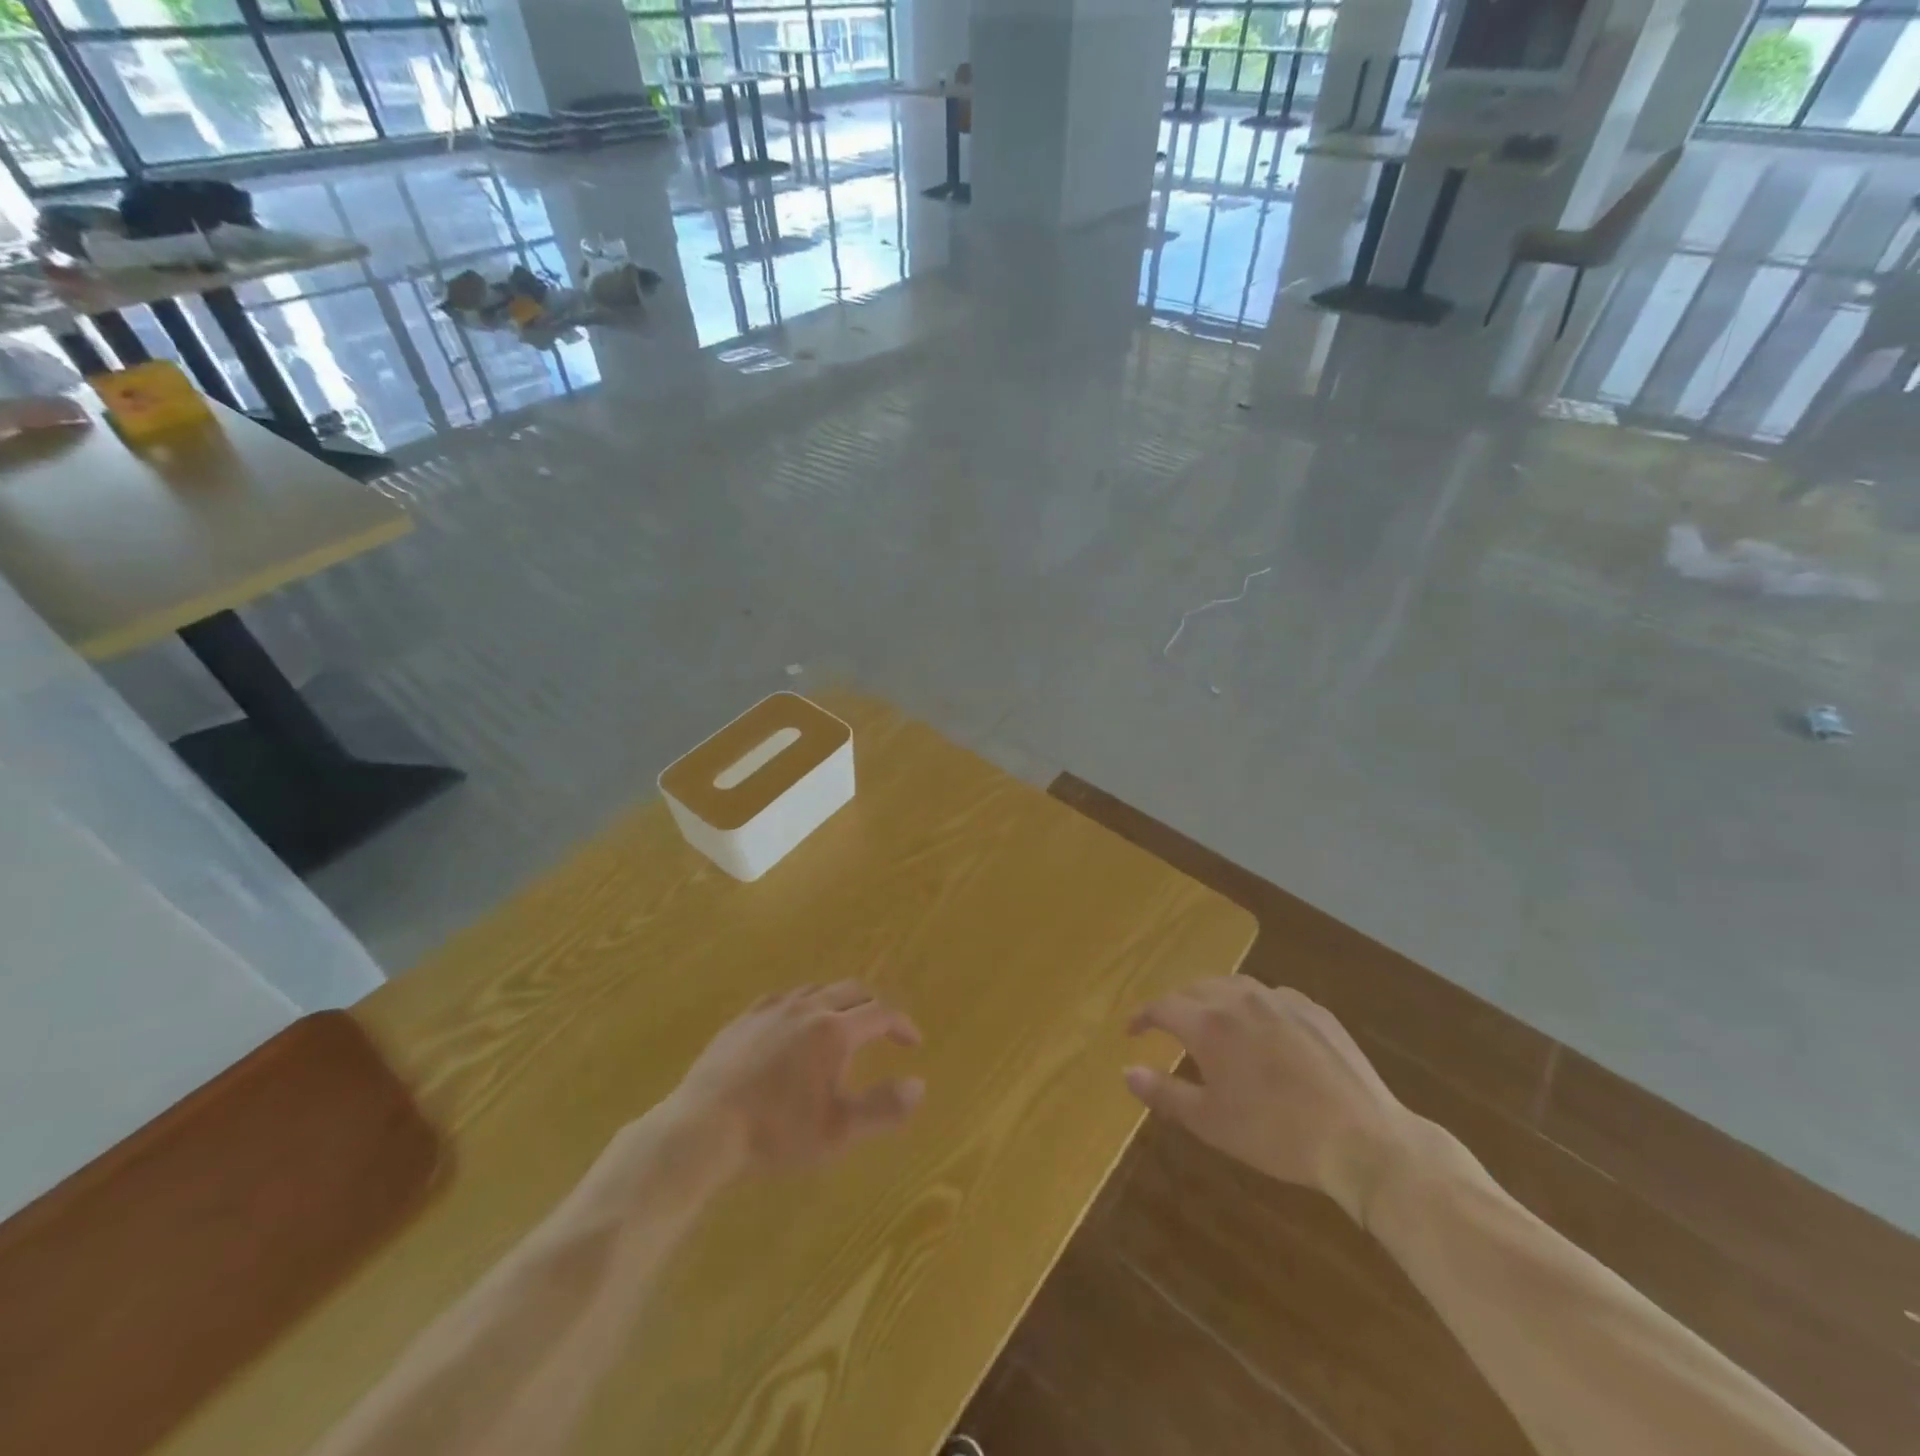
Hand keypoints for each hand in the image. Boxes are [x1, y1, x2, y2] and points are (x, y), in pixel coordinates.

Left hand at [660, 982, 924, 1179]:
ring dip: (837, 1002)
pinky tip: (793, 1025)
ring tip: (840, 1025)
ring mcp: (772, 1009)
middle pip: (851, 991)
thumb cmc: (777, 1133)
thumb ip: (884, 1107)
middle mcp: (808, 1008)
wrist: (703, 1129)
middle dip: (873, 1005)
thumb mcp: (838, 1130)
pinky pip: (782, 999)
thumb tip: (920, 1084)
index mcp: (835, 1031)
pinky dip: (802, 1006)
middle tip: (882, 1028)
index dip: (902, 1024)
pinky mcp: (743, 1018)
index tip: (913, 1041)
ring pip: (816, 990)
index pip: (881, 1013)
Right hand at [1124, 977, 1420, 1222]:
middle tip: (1168, 1026)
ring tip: (1210, 1018)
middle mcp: (1240, 999)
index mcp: (1209, 1024)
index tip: (1132, 1029)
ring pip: (1234, 985)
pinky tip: (1262, 1028)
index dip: (1142, 1016)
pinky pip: (1271, 996)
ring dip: (1212, 997)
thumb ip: (1164, 1092)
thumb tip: (1126, 1071)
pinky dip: (1252, 1005)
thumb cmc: (1276, 1135)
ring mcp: (1281, 1000)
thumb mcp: (1210, 1122)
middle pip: (1195, 988)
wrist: (1362, 1139)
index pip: (1162, 1006)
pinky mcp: (1314, 1010)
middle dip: (1175, 1004)